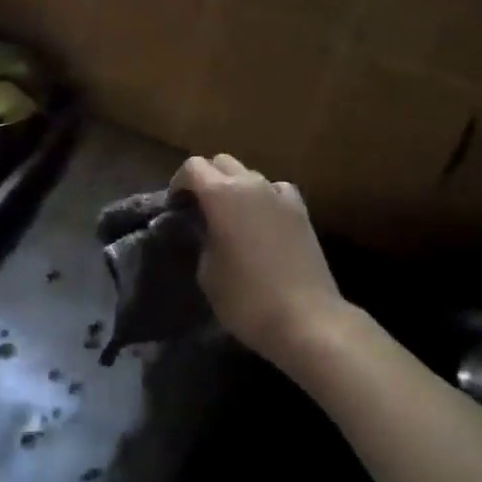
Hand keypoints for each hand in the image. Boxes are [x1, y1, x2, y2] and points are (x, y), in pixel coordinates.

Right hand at [173, 154, 343, 366]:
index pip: (192, 167)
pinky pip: (276, 190)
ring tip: (231, 216)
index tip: (175, 207)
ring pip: (250, 175)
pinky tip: (262, 220)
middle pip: (222, 163)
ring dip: (236, 187)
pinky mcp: (302, 211)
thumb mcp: (207, 272)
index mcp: (221, 195)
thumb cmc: (246, 299)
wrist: (306, 319)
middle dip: (206, 179)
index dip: (179, 183)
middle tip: (199, 208)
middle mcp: (251, 185)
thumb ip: (202, 239)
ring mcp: (280, 195)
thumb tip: (206, 229)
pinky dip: (264, 197)